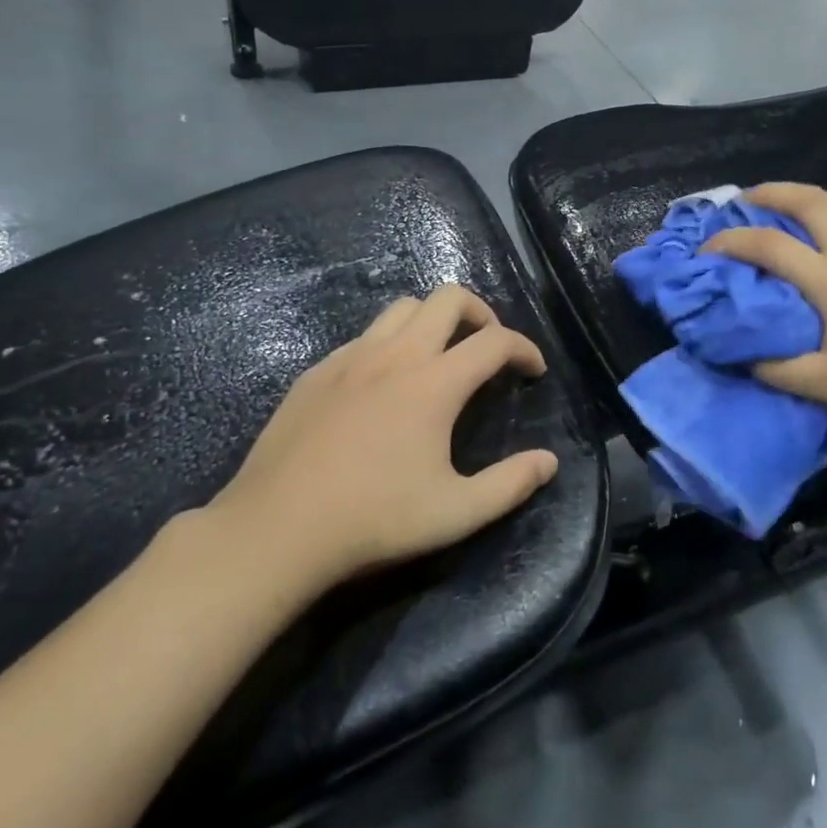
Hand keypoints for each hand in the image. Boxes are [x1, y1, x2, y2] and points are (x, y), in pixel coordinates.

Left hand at [203, 285, 558, 587]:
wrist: (277, 529)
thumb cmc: (373, 520)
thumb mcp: (454, 513)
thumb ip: (509, 485)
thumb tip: (549, 462)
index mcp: (435, 383)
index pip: (494, 342)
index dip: (523, 348)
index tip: (533, 370)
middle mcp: (397, 355)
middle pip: (448, 298)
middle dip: (480, 312)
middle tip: (486, 346)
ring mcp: (352, 357)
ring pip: (404, 307)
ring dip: (433, 319)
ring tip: (439, 355)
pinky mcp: (318, 370)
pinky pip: (365, 335)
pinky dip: (390, 342)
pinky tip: (383, 383)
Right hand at [701, 183, 826, 460]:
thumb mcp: (825, 386)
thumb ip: (777, 368)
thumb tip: (744, 356)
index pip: (770, 245)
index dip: (731, 240)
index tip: (707, 247)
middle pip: (812, 202)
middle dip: (773, 193)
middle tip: (747, 198)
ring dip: (811, 195)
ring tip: (790, 203)